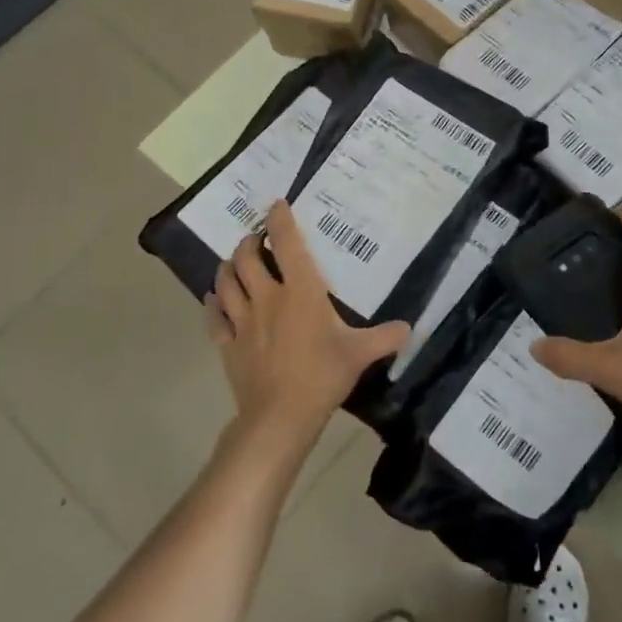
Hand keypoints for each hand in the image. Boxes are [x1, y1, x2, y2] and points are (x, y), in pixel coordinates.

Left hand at [205, 202, 409, 448]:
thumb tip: (408, 328)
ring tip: (233, 262)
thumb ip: (386, 337)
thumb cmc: (322, 376)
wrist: (280, 416)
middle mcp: (267, 297)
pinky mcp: (227, 345)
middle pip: (246, 258)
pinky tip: (213, 300)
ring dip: (227, 267)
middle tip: (255, 239)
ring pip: (226, 282)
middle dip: (248, 242)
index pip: (286, 244)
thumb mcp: (360, 354)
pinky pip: (214, 318)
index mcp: (301, 291)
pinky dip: (212, 304)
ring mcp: (242, 321)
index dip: (279, 220)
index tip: (277, 205)